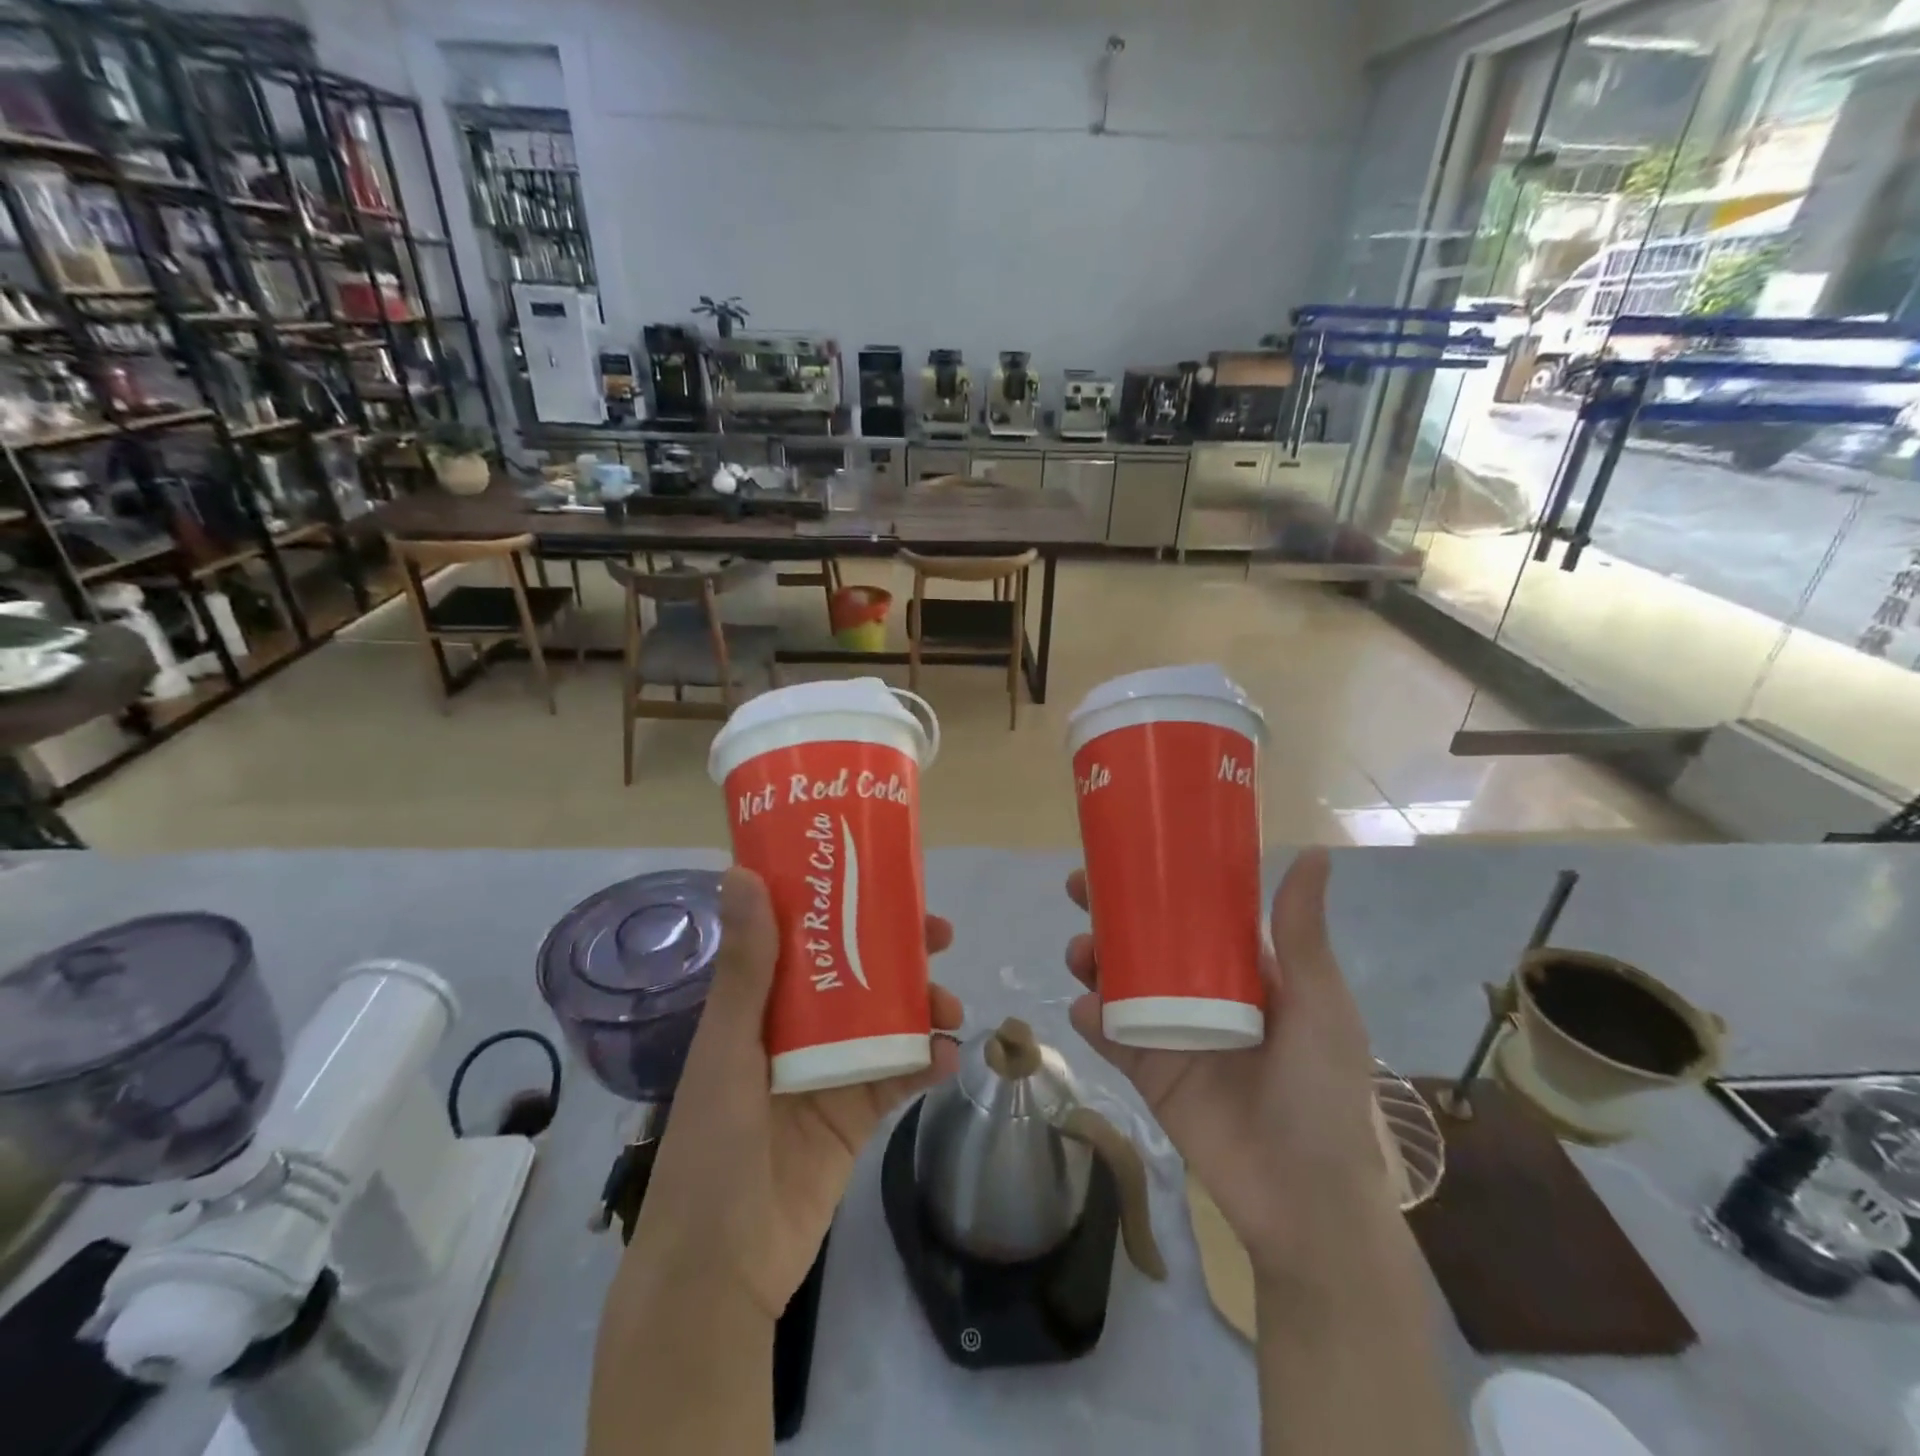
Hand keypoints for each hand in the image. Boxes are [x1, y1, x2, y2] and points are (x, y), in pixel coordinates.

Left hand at [634, 867, 962, 1318]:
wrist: (721, 1269)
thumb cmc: (711, 1147)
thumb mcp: (728, 1047)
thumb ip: (746, 966)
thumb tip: (742, 872)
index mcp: (761, 1004)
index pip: (807, 935)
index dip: (845, 904)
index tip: (884, 880)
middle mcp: (799, 1029)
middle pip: (858, 971)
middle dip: (901, 951)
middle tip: (940, 936)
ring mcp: (832, 1071)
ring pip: (888, 1018)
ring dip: (924, 1004)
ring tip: (950, 1006)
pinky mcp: (858, 1114)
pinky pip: (901, 1076)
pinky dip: (928, 1061)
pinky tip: (947, 1056)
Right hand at [1065, 848, 1392, 1279]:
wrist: (1304, 1199)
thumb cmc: (1322, 1090)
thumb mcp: (1319, 1005)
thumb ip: (1303, 934)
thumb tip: (1313, 852)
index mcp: (1242, 973)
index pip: (1194, 915)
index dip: (1160, 883)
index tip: (1127, 853)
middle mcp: (1200, 995)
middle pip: (1144, 943)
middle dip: (1110, 915)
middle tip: (1078, 889)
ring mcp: (1170, 1033)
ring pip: (1119, 983)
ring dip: (1092, 961)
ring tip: (1080, 953)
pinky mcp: (1148, 1072)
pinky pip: (1110, 1037)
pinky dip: (1092, 1019)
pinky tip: (1086, 1009)